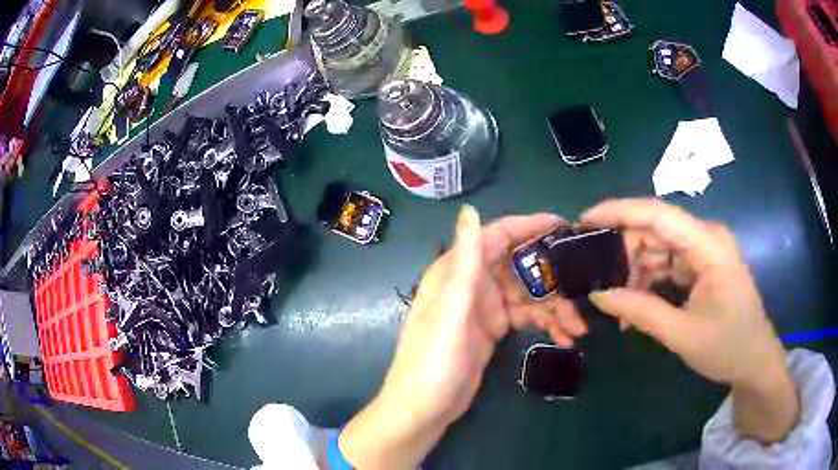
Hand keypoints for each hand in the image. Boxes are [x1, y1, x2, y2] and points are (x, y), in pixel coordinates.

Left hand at [339, 206, 586, 469]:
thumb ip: (463, 263)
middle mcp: (472, 283)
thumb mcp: (449, 313)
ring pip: (528, 293)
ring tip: (578, 328)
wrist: (423, 410)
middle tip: (583, 286)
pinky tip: (565, 338)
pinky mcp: (494, 329)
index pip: (497, 236)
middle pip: (520, 265)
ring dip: (555, 307)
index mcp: (457, 272)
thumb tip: (470, 210)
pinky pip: (527, 316)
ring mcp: (485, 307)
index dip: (530, 226)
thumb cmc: (432, 363)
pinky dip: (546, 323)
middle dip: (553, 275)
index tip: (565, 225)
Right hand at [582, 198, 798, 442]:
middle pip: (656, 230)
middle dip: (626, 254)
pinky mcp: (704, 265)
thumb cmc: (727, 347)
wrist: (755, 361)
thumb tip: (599, 296)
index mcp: (709, 245)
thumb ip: (641, 312)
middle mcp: (707, 237)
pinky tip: (638, 306)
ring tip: (620, 307)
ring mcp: (706, 251)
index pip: (659, 214)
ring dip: (637, 273)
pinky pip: (670, 263)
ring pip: (660, 248)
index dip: (619, 211)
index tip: (585, 219)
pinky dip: (651, 281)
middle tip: (601, 283)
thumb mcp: (682, 335)